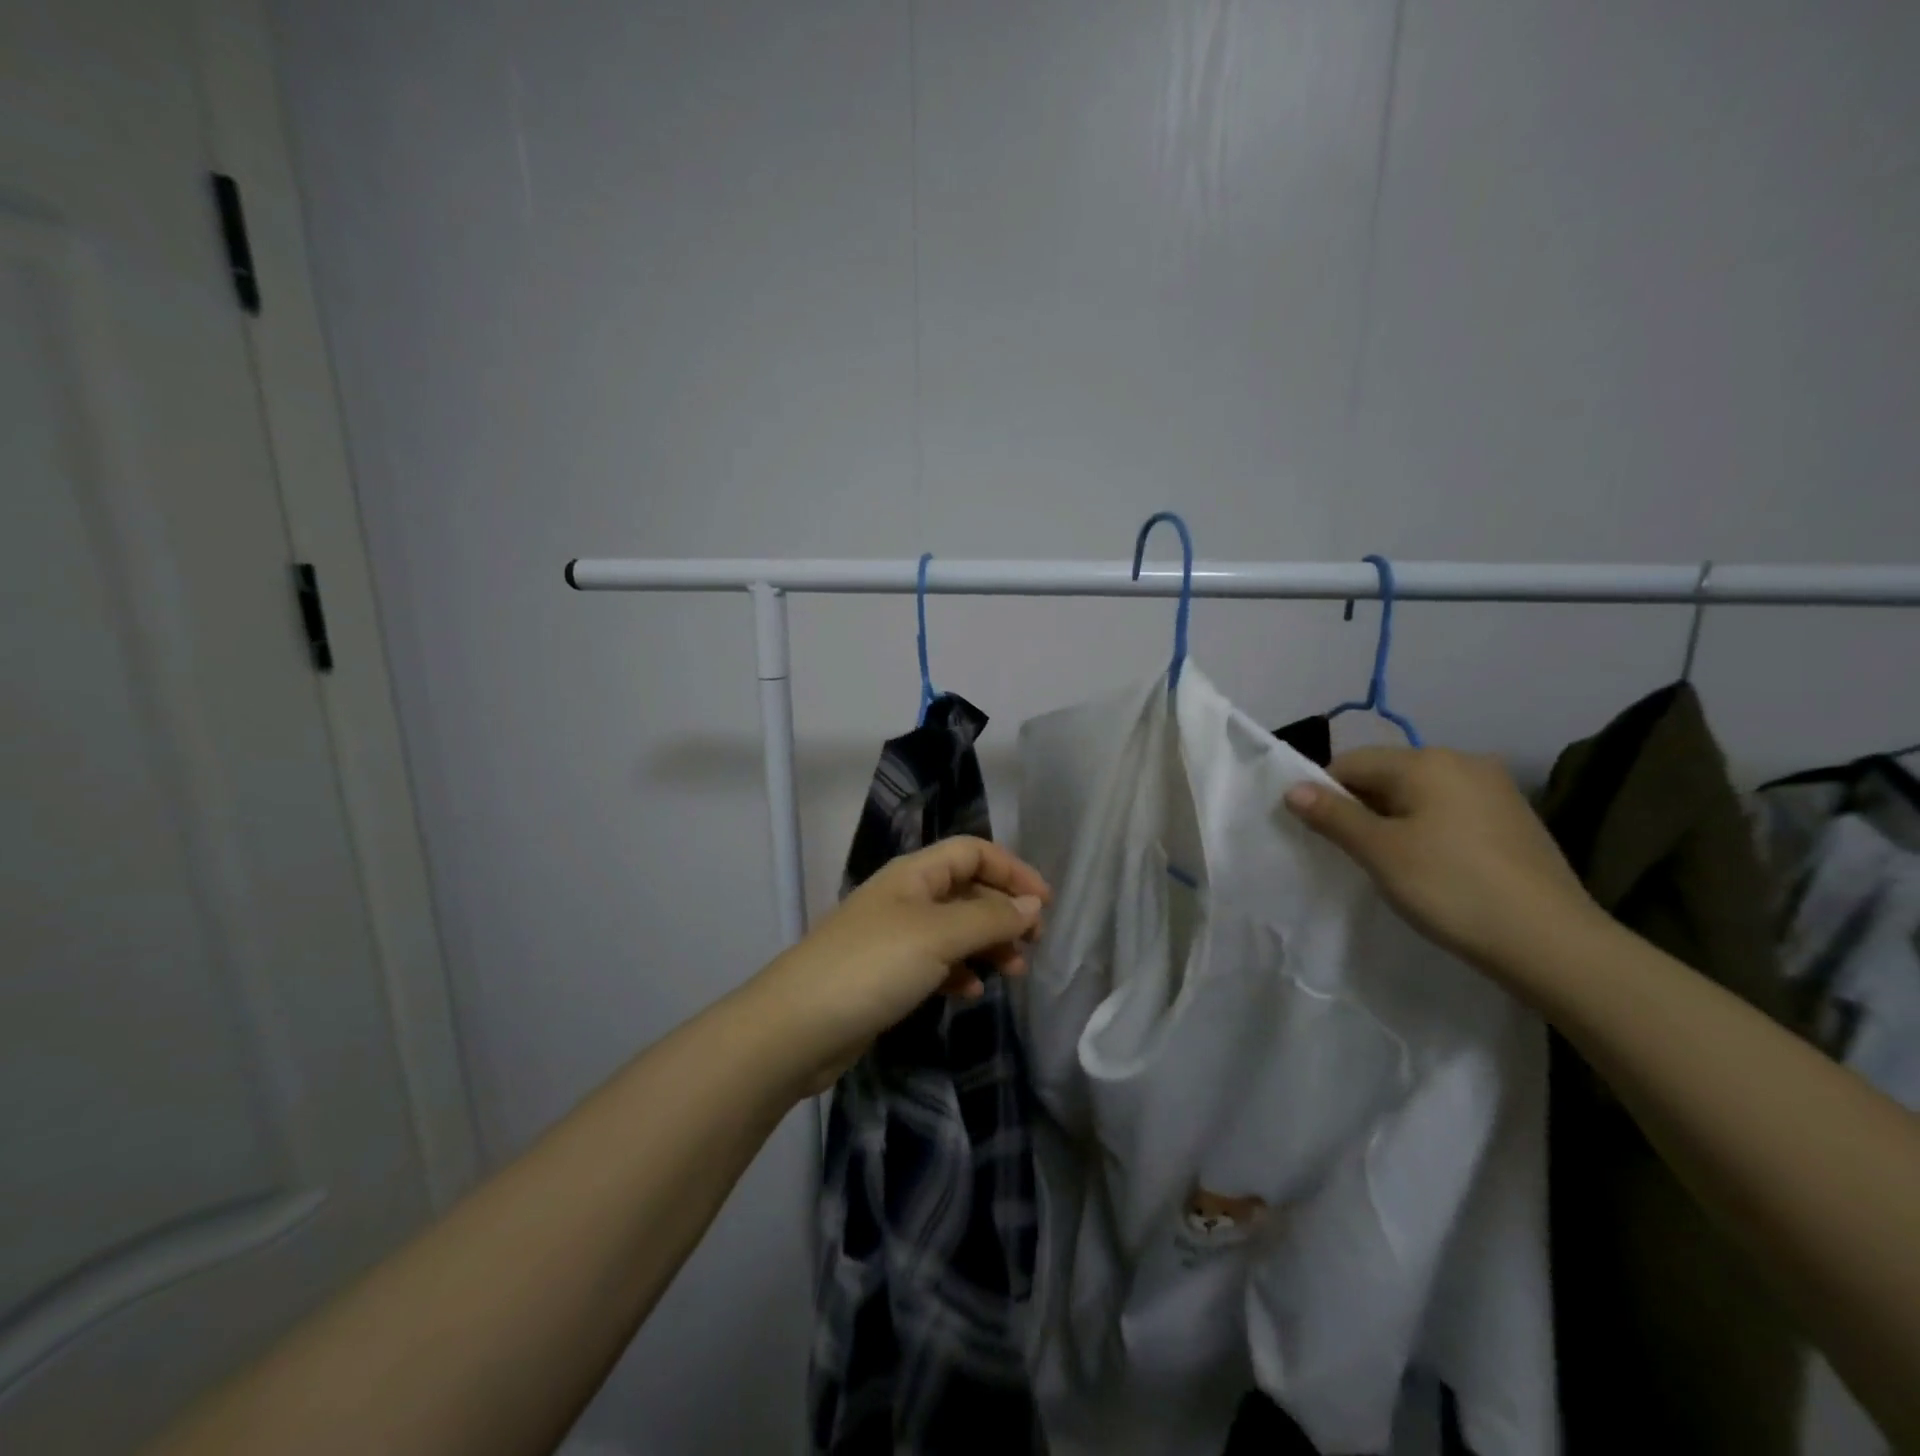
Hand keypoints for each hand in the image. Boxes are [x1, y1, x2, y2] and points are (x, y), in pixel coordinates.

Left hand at [745, 837, 1049, 1093]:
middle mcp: (906, 897)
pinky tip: (972, 991)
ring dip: (987, 944)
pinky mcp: (887, 974)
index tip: (1044, 903)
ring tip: (1014, 971)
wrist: (798, 1027)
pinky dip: (960, 971)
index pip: (972, 852)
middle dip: (1003, 911)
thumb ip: (990, 918)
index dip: (1011, 870)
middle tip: (1034, 943)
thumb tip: (1032, 905)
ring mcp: (894, 937)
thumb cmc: (872, 966)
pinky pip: (936, 962)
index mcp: (914, 874)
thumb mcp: (938, 935)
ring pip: (954, 929)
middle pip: (967, 889)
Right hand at [1284, 746, 1604, 980]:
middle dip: (1362, 807)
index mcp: (1427, 761)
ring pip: (1420, 794)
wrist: (1553, 943)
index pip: (1351, 762)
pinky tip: (1435, 867)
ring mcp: (1496, 789)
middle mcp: (1463, 761)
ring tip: (1392, 863)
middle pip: (1387, 774)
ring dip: (1395, 820)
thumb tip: (1292, 788)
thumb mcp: (1380, 852)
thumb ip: (1333, 815)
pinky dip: (1430, 830)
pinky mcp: (1515, 819)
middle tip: (1354, 853)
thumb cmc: (1452, 888)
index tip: (1321, 835)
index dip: (1326, 794)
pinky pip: (1451, 811)